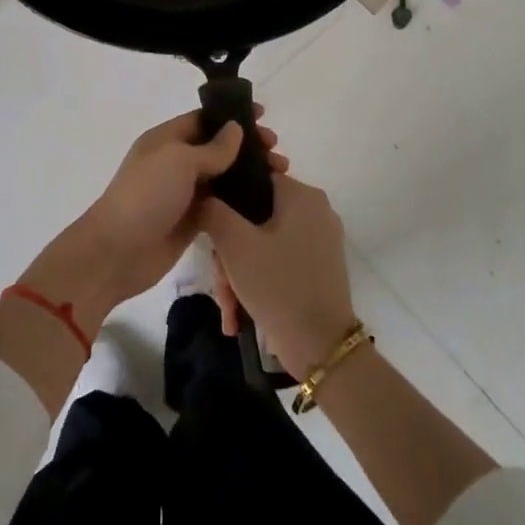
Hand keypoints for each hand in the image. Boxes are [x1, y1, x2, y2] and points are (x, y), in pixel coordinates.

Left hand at [19, 110, 286, 330]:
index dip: (232, 116)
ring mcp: (182, 193)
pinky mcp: (191, 220)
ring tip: (281, 175)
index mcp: (165, 140)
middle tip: (277, 151)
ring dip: (249, 173)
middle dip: (247, 146)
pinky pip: (221, 204)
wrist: (118, 251)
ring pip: (222, 177)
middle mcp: (174, 163)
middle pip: (216, 147)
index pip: (202, 119)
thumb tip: (235, 129)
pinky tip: (267, 201)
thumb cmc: (146, 195)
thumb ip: (212, 147)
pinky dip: (241, 200)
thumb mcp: (179, 161)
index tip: (264, 116)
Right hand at [198, 173, 352, 378]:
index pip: (253, 178)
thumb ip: (212, 210)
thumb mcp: (234, 244)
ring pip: (263, 243)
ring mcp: (320, 241)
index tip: (209, 230)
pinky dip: (258, 281)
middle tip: (219, 280)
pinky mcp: (320, 268)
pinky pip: (278, 261)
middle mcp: (316, 211)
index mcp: (302, 195)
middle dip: (229, 251)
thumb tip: (203, 195)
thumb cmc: (277, 285)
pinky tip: (239, 313)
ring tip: (229, 307)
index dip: (225, 200)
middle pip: (255, 217)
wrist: (321, 347)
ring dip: (239, 273)